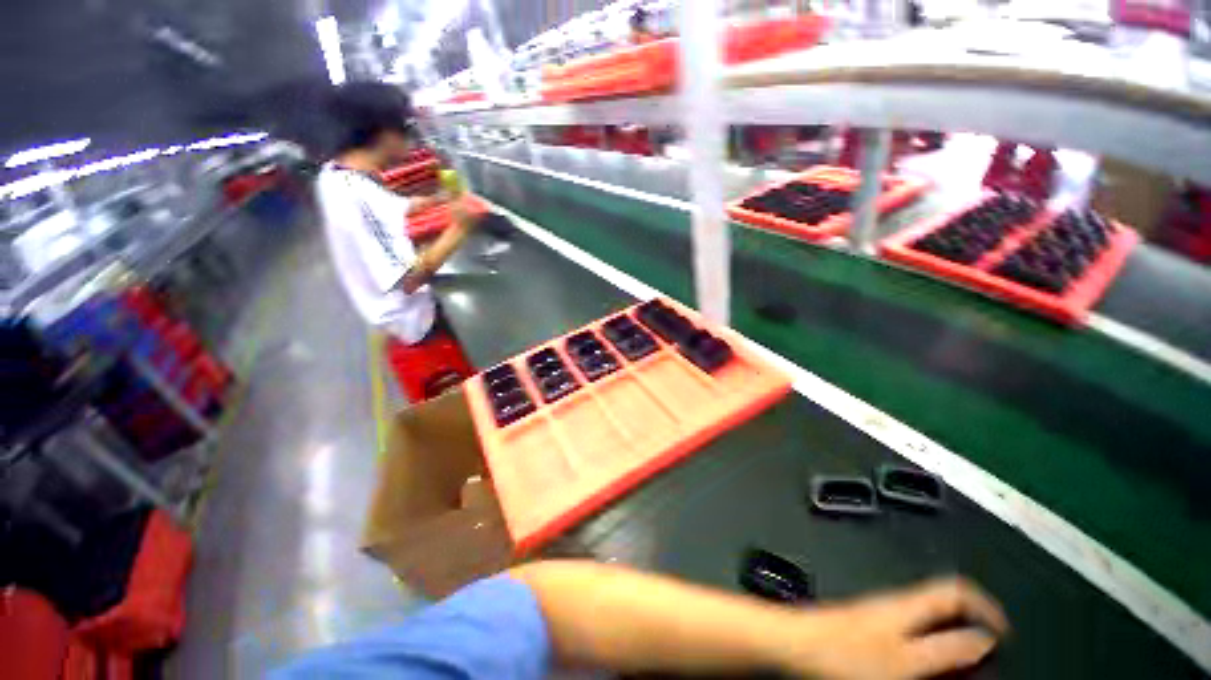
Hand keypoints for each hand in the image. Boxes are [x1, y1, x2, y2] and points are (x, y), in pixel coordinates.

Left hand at [780, 577, 1007, 679]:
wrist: (796, 644)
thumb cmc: (847, 653)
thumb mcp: (906, 660)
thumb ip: (947, 650)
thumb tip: (985, 639)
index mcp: (909, 604)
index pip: (958, 588)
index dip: (988, 606)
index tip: (1007, 634)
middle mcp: (897, 603)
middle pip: (945, 604)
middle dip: (972, 628)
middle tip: (987, 660)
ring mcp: (881, 613)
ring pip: (928, 620)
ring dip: (951, 642)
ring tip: (962, 669)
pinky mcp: (868, 627)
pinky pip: (910, 632)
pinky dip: (928, 647)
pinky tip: (925, 667)